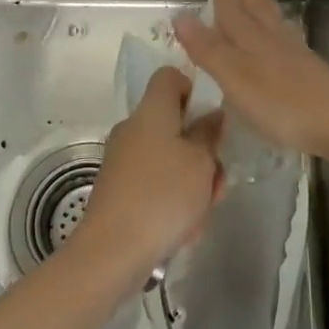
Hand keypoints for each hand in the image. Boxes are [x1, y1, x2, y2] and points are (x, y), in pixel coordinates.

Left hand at [79, 66, 222, 276]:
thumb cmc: (163, 195)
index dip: (193, 89)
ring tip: (204, 210)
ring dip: (190, 178)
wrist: (112, 252)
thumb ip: (209, 134)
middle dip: (200, 148)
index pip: (169, 76)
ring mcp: (122, 159)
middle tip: (217, 177)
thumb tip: (211, 114)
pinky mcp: (117, 189)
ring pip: (167, 156)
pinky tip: (185, 228)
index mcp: (151, 110)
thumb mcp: (201, 162)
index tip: (211, 119)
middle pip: (172, 122)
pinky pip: (153, 182)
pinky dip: (171, 198)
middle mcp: (132, 128)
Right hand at [173, 0, 328, 157]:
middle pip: (256, 6)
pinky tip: (281, 31)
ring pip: (272, 18)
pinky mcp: (307, 69)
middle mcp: (271, 39)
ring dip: (261, 0)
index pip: (232, 10)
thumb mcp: (234, 77)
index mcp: (250, 39)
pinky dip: (277, 25)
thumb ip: (208, 49)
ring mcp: (292, 53)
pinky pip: (285, 35)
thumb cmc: (279, 102)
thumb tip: (181, 14)